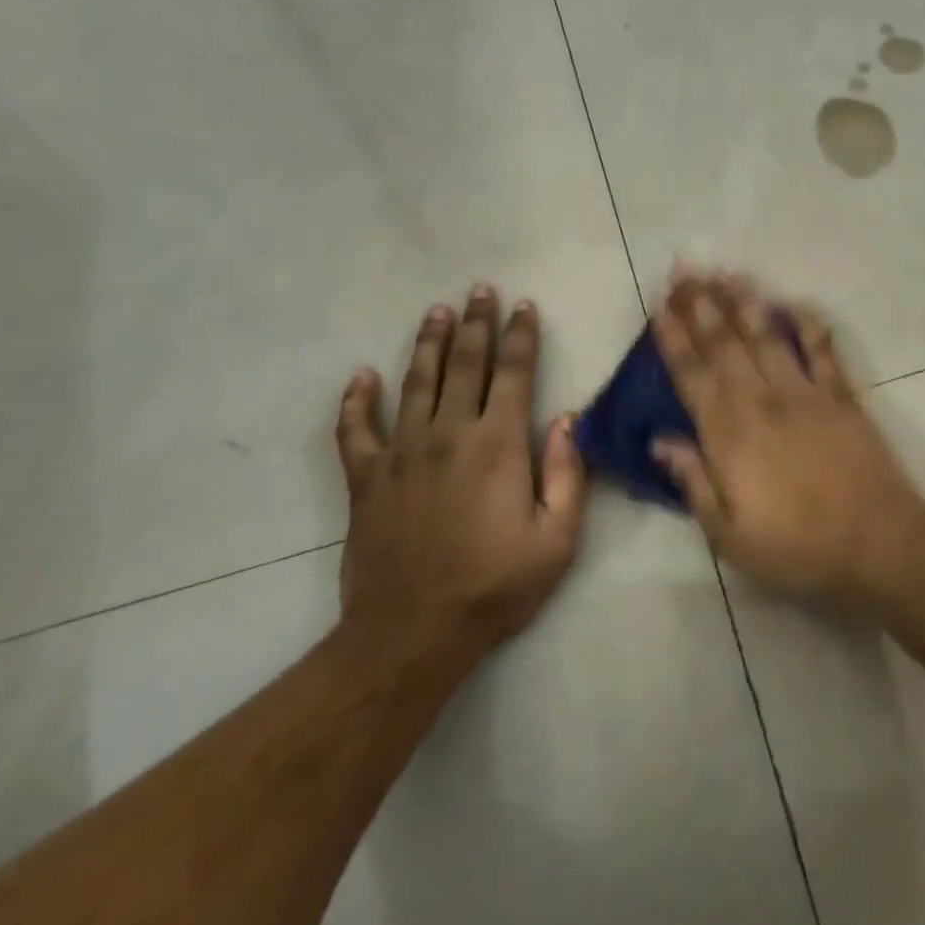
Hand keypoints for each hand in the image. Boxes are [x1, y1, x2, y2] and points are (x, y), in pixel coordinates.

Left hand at [334, 286, 588, 665]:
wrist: (412, 634)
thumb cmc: (495, 587)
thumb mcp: (557, 540)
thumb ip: (569, 475)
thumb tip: (568, 420)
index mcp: (498, 444)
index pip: (513, 372)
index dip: (520, 335)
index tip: (523, 305)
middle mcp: (449, 434)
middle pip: (464, 364)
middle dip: (475, 323)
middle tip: (478, 290)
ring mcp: (402, 452)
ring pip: (416, 382)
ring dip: (427, 343)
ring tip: (435, 311)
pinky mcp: (366, 478)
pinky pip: (355, 430)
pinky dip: (356, 401)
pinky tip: (361, 376)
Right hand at [649, 269, 924, 607]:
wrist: (878, 543)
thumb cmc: (797, 547)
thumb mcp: (729, 533)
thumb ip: (692, 481)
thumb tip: (659, 439)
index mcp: (729, 434)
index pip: (692, 375)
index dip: (673, 338)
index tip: (659, 305)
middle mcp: (762, 401)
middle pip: (725, 344)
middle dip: (701, 305)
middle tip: (684, 271)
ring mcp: (805, 394)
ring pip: (768, 338)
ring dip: (745, 303)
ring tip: (727, 273)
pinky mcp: (842, 397)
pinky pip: (823, 352)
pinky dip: (809, 325)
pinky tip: (796, 304)